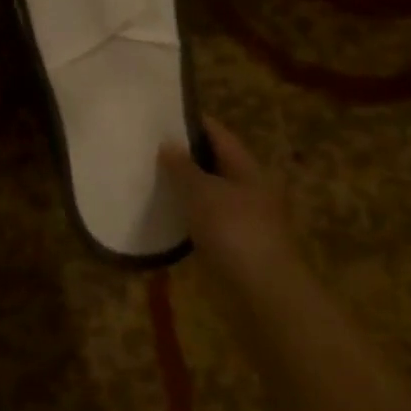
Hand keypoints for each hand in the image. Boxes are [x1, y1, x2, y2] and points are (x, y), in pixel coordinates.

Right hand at [159, 117, 300, 326]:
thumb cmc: (234, 232)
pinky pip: (205, 222)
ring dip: (184, 188)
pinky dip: (186, 216)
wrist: (262, 295)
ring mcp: (243, 221)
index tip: (161, 115)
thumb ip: (183, 167)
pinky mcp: (234, 248)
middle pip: (214, 164)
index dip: (192, 123)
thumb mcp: (203, 192)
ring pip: (209, 195)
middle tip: (147, 147)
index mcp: (248, 170)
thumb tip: (168, 144)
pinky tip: (162, 216)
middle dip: (184, 156)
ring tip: (148, 178)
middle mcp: (249, 191)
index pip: (219, 135)